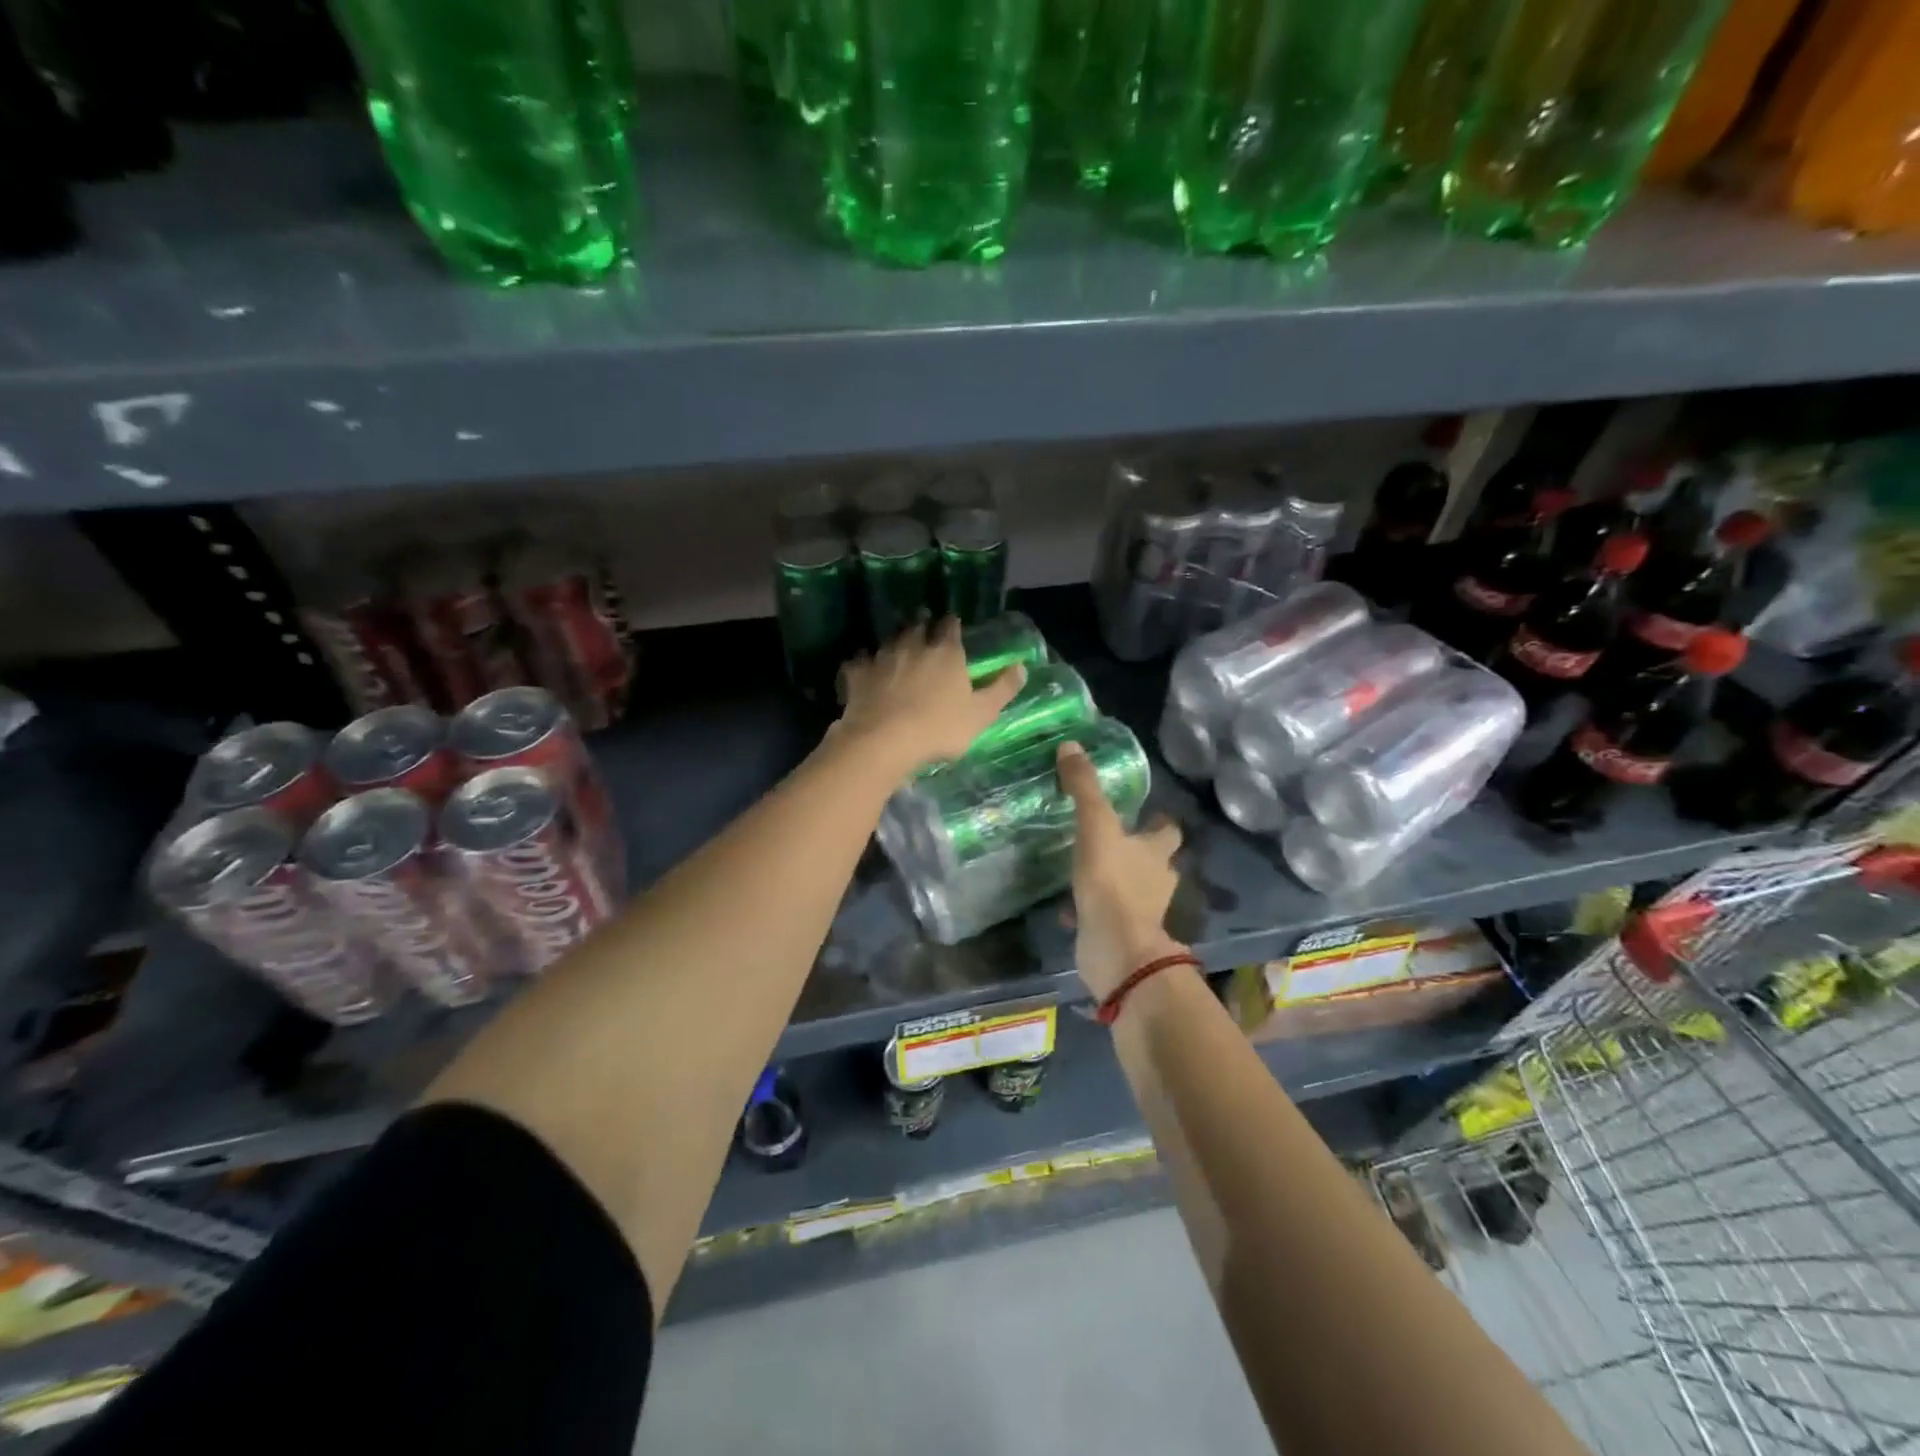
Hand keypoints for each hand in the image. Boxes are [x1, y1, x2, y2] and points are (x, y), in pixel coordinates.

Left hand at [836, 619, 1024, 777]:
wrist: (884, 740)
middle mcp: (913, 646)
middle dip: (921, 624)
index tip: (952, 624)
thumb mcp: (981, 714)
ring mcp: (882, 657)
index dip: (952, 625)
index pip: (950, 627)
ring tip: (897, 646)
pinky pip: (859, 661)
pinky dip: (862, 663)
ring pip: (889, 640)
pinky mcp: (857, 674)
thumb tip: (1022, 666)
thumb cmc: (939, 728)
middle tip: (923, 626)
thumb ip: (1002, 689)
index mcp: (946, 653)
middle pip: (917, 626)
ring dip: (894, 641)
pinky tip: (862, 669)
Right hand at [1057, 741, 1185, 1000]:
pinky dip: (1091, 908)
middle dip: (1136, 850)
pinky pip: (1105, 914)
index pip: (1168, 830)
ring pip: (1129, 888)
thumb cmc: (1112, 882)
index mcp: (1156, 852)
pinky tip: (1068, 905)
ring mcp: (1141, 910)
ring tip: (1084, 866)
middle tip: (1109, 837)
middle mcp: (1155, 880)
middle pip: (1152, 860)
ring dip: (1113, 878)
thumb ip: (1084, 788)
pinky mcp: (1120, 933)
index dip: (1159, 821)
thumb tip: (1070, 745)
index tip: (1143, 812)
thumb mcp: (1095, 826)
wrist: (1115, 949)